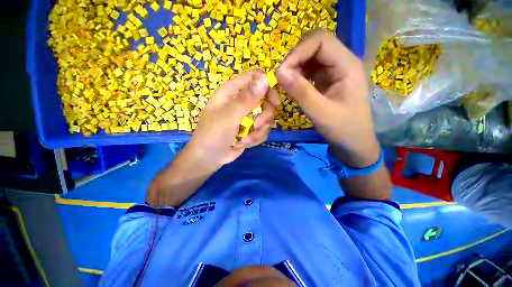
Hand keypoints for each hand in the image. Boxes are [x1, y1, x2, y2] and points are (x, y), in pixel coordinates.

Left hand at [186, 69, 279, 168]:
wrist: (209, 159)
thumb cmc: (213, 134)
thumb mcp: (229, 116)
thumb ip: (246, 99)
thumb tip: (265, 79)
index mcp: (232, 92)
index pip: (254, 78)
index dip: (267, 86)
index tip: (274, 102)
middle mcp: (241, 102)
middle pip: (265, 99)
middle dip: (265, 115)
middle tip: (257, 125)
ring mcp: (247, 116)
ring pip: (266, 118)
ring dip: (259, 131)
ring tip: (246, 139)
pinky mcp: (250, 129)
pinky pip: (263, 130)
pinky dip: (255, 138)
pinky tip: (244, 144)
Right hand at [277, 29, 379, 167]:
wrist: (354, 142)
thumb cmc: (343, 129)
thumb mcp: (320, 113)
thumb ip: (301, 92)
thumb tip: (279, 72)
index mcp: (347, 65)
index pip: (320, 40)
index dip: (298, 52)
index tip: (282, 72)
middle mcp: (342, 61)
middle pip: (315, 44)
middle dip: (295, 57)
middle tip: (284, 78)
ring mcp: (334, 70)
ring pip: (310, 55)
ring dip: (296, 66)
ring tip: (288, 84)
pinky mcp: (327, 79)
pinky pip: (310, 68)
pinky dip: (298, 74)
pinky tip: (295, 86)